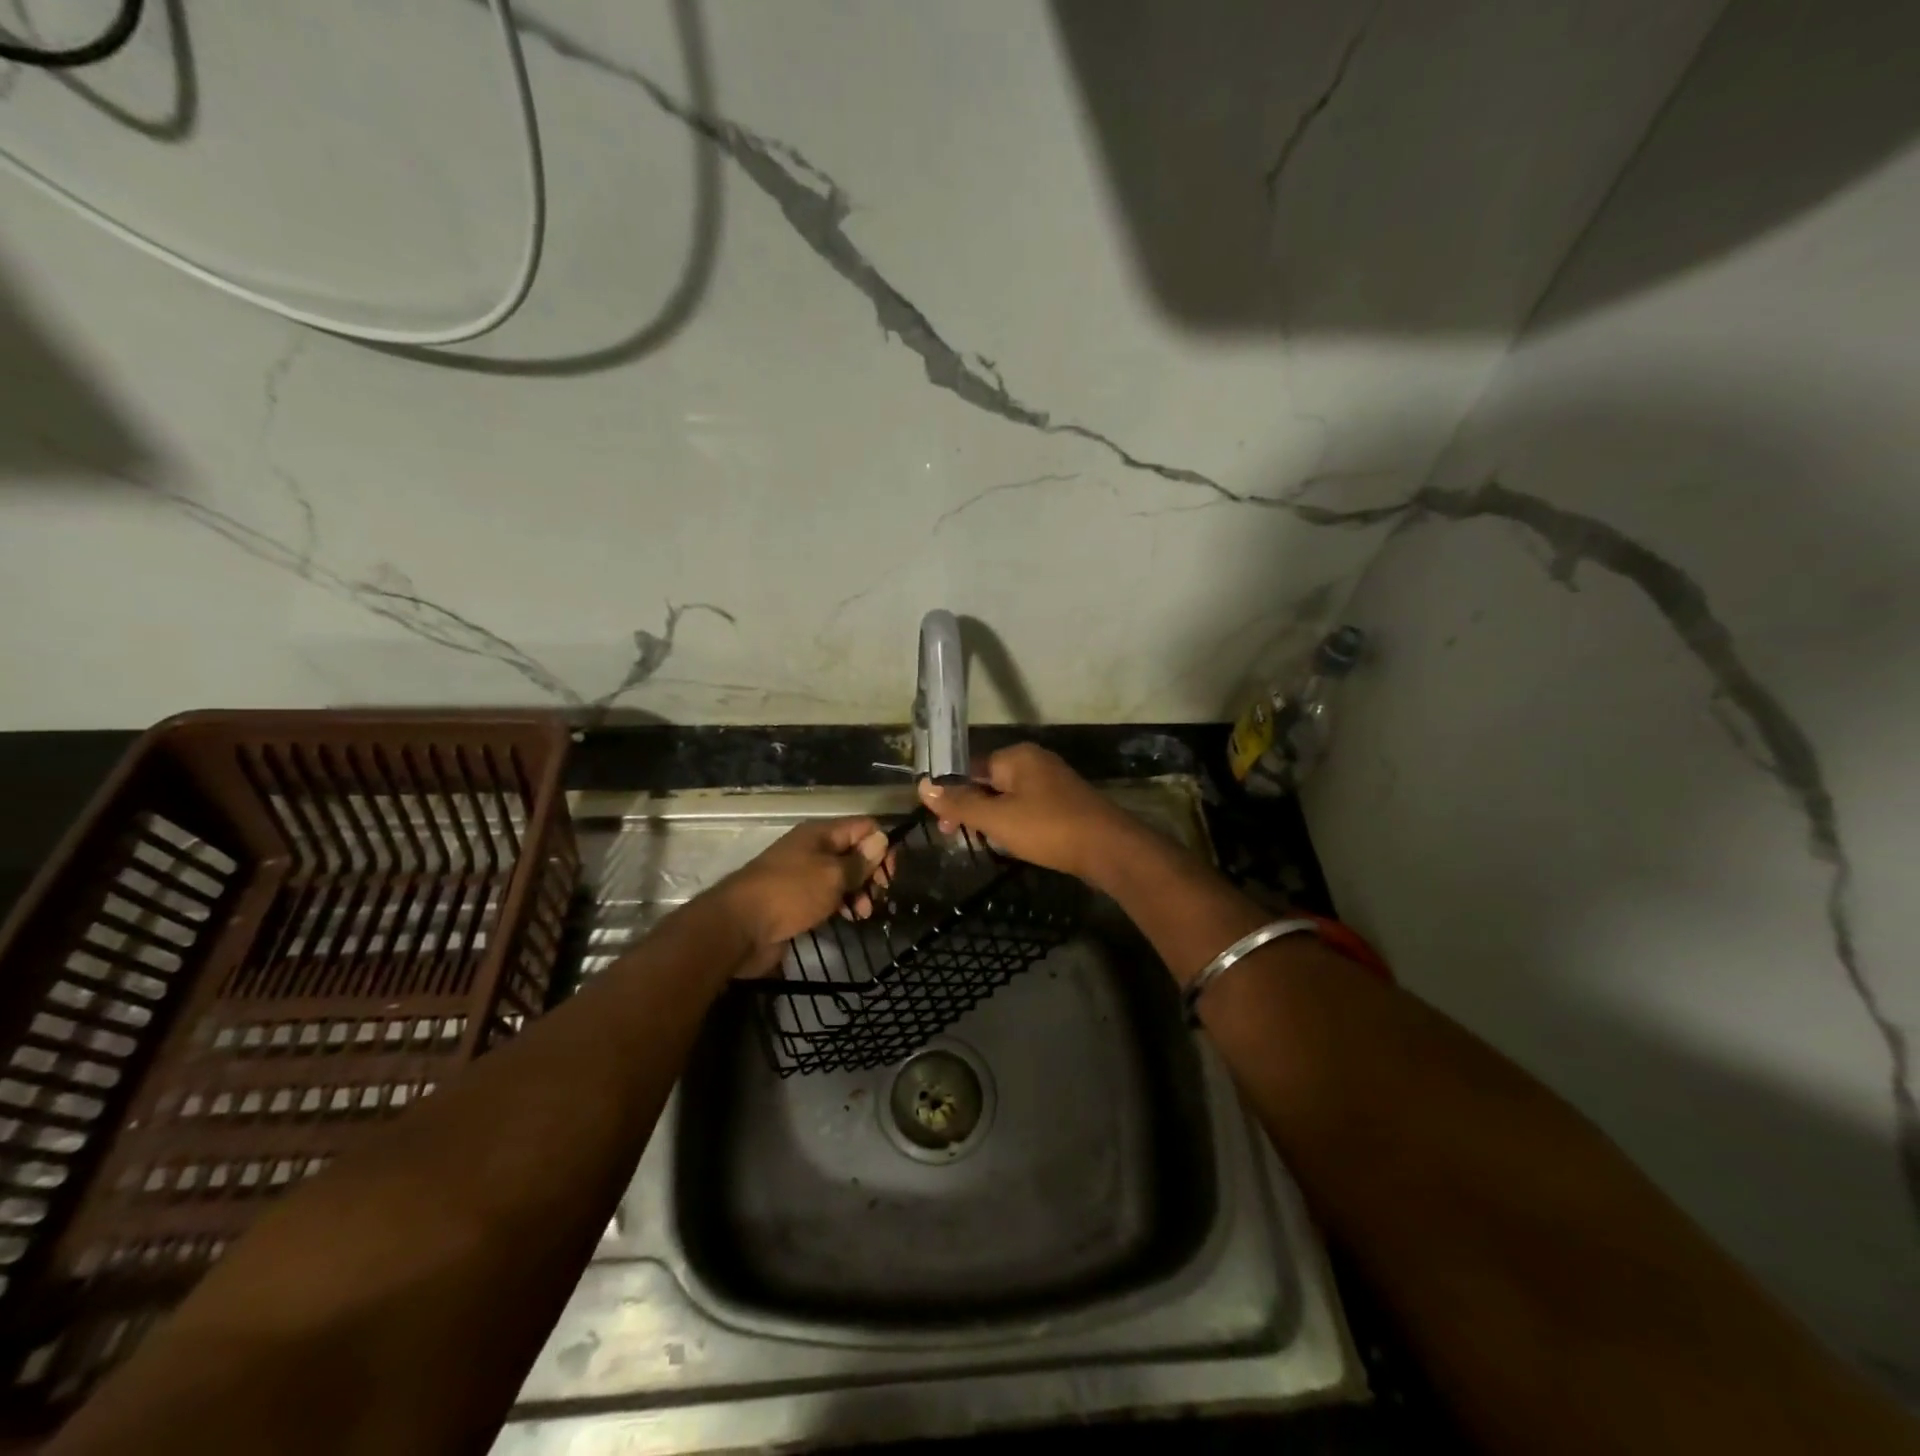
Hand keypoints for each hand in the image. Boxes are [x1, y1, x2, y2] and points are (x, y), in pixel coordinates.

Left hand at [713, 817, 890, 974]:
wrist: (739, 928)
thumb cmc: (790, 894)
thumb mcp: (832, 875)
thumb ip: (860, 860)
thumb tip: (882, 839)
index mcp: (820, 834)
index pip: (863, 827)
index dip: (882, 846)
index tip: (889, 875)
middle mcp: (812, 849)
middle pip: (854, 852)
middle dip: (871, 873)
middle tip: (877, 897)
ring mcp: (803, 875)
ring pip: (842, 877)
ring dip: (858, 892)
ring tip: (862, 913)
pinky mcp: (796, 900)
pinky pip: (828, 896)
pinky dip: (841, 904)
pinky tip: (848, 919)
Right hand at [917, 744, 1138, 884]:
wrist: (1108, 849)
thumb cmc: (1048, 828)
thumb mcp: (996, 818)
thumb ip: (960, 803)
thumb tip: (923, 786)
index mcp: (1017, 757)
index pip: (971, 768)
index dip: (951, 793)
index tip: (940, 823)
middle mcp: (1035, 762)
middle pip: (990, 781)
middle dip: (971, 808)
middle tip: (955, 837)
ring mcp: (1053, 782)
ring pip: (1009, 797)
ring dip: (992, 818)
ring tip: (982, 842)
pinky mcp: (1065, 804)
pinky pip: (1029, 808)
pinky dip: (1015, 823)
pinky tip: (1012, 842)